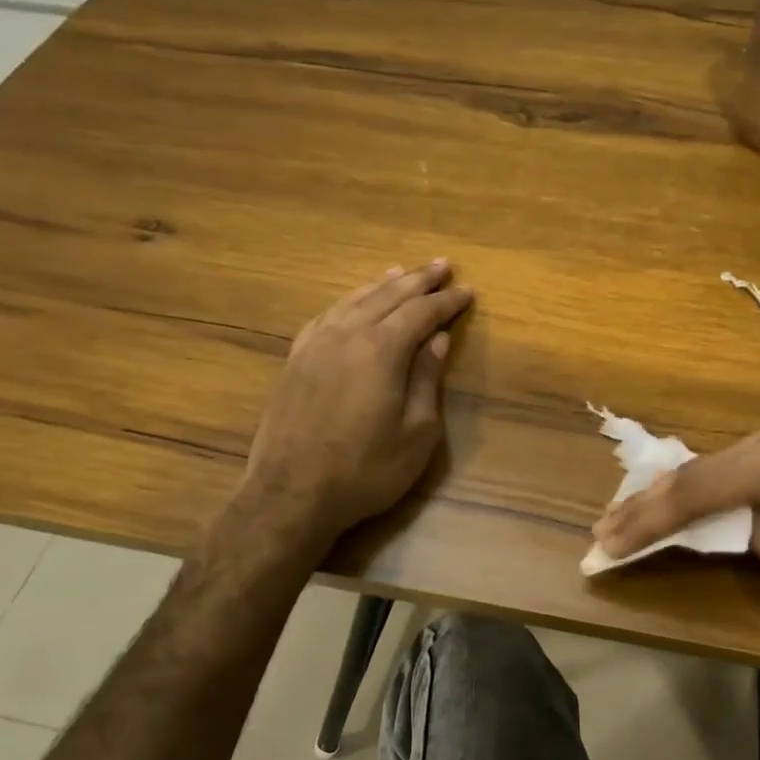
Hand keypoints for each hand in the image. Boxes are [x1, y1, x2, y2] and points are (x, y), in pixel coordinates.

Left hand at [236, 261, 472, 544]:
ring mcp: (315, 345)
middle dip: (418, 280)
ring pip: (354, 300)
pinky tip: (353, 302)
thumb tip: (437, 340)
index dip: (447, 301)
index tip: (468, 291)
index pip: (421, 313)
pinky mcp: (295, 360)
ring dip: (383, 284)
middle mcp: (347, 335)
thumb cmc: (366, 471)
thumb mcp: (416, 433)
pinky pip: (326, 316)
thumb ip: (427, 380)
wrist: (292, 494)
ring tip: (402, 272)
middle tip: (441, 265)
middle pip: (388, 296)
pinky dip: (347, 301)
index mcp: (381, 351)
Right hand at [592, 401, 759, 621]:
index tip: (603, 543)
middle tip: (605, 531)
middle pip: (709, 467)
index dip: (648, 518)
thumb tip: (730, 523)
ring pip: (730, 461)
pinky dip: (723, 485)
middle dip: (655, 503)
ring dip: (686, 494)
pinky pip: (757, 460)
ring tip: (633, 519)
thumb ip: (759, 541)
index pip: (702, 488)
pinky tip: (693, 500)